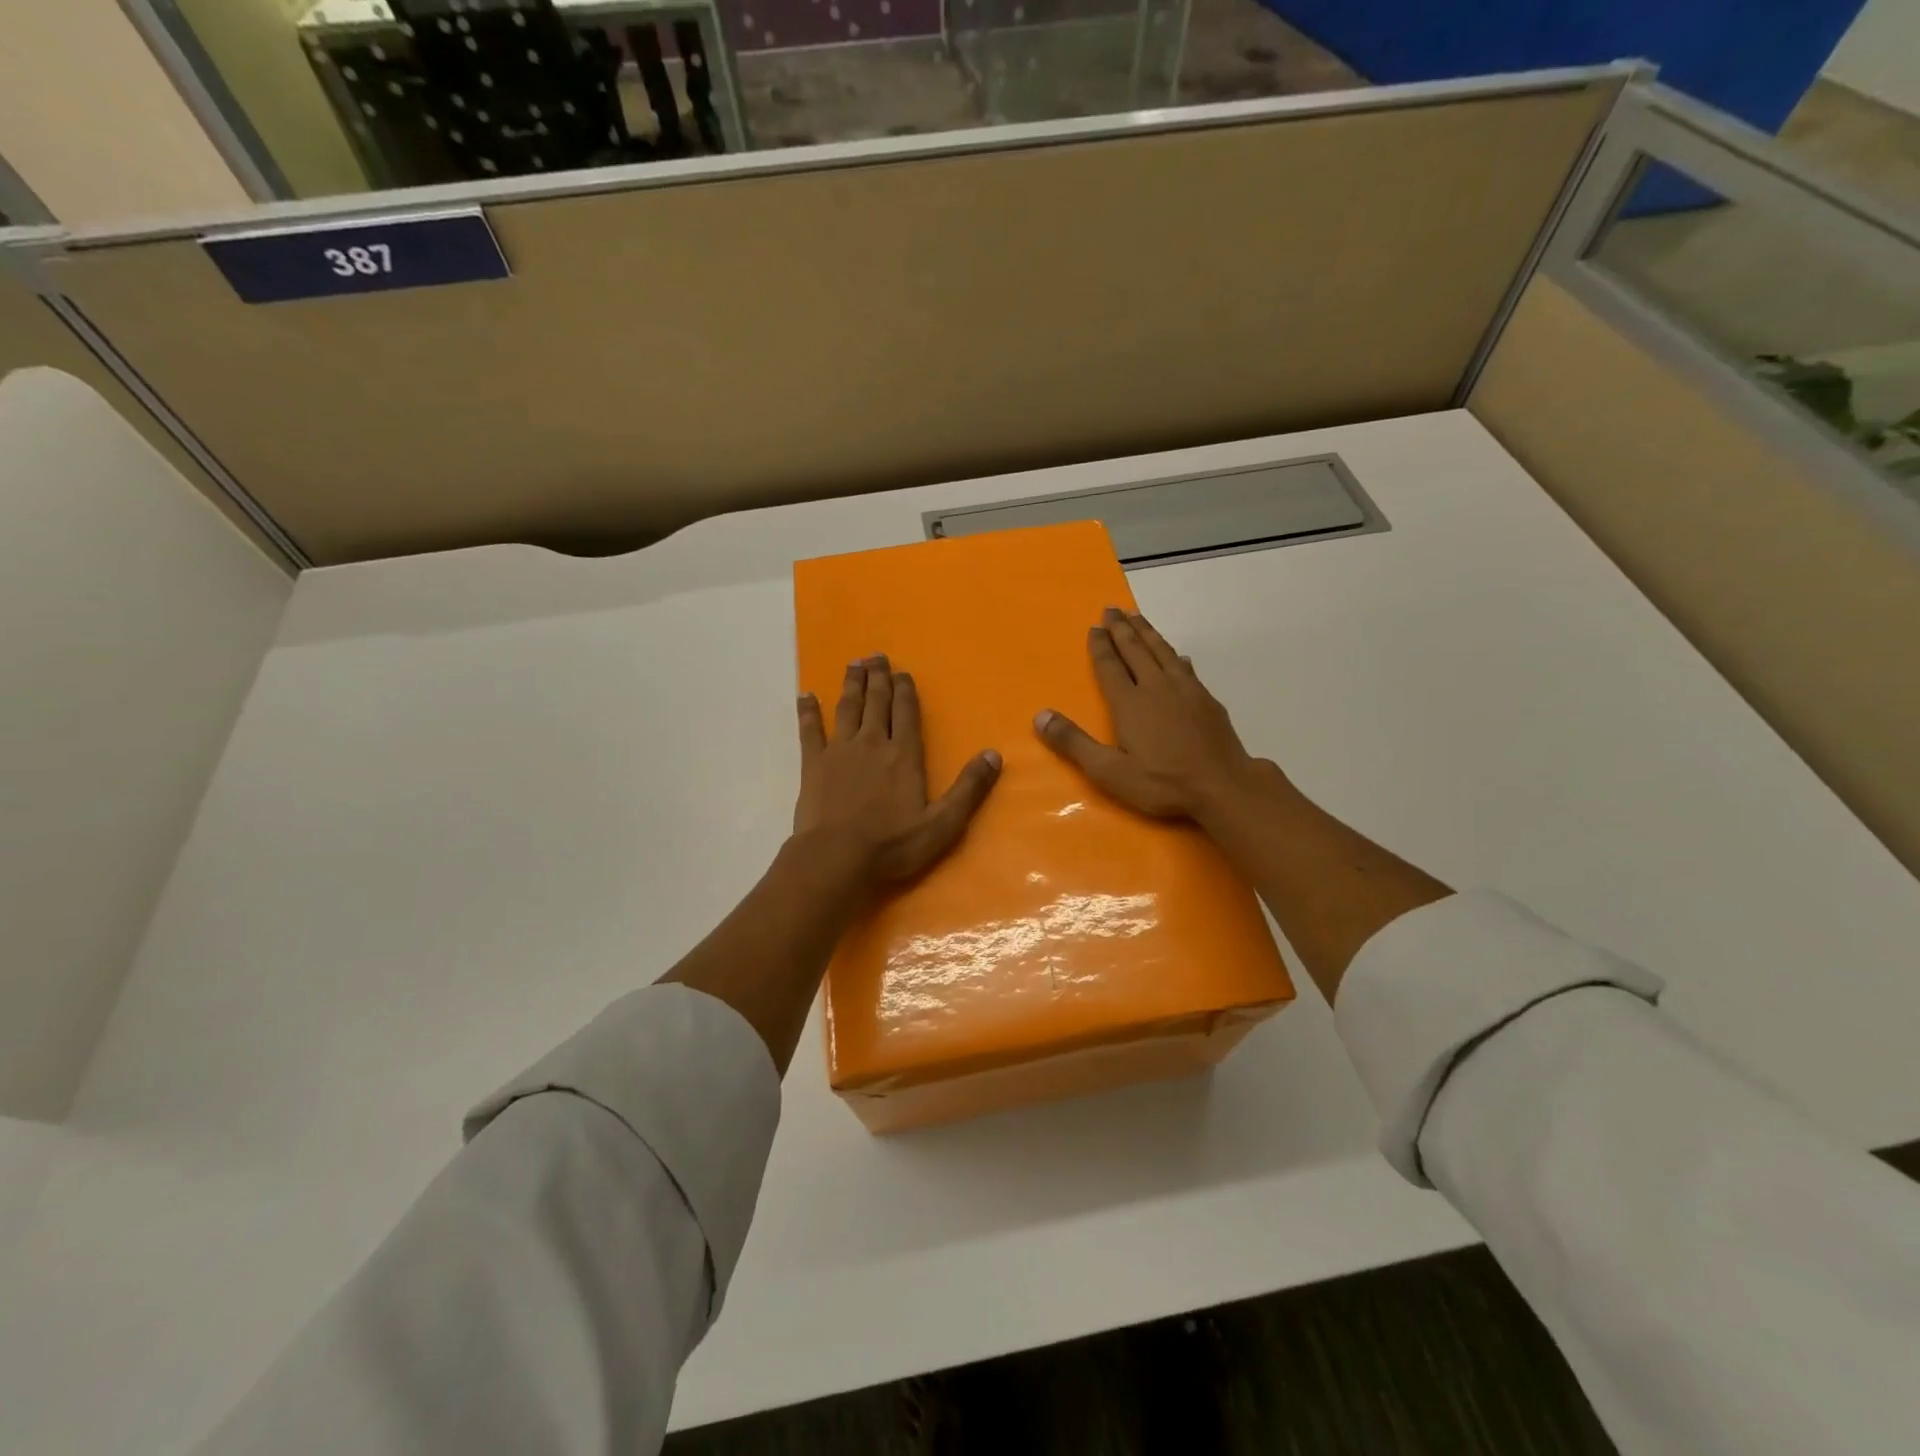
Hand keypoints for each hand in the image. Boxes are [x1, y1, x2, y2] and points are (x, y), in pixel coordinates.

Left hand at [794, 655, 1001, 887]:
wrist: (836, 857)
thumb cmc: (892, 845)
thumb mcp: (943, 824)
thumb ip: (969, 789)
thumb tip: (993, 754)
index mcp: (904, 755)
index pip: (906, 713)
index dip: (905, 690)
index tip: (902, 672)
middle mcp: (872, 743)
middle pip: (876, 702)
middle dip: (878, 678)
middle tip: (876, 656)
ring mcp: (839, 751)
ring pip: (847, 708)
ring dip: (851, 685)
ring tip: (853, 664)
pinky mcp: (813, 764)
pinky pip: (809, 730)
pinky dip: (808, 712)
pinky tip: (805, 695)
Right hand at [1035, 608, 1260, 821]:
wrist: (1223, 786)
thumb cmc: (1161, 782)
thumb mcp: (1109, 771)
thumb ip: (1074, 742)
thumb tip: (1040, 715)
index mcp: (1130, 703)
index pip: (1110, 666)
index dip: (1100, 646)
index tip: (1094, 626)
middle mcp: (1156, 687)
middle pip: (1136, 650)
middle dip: (1121, 629)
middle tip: (1111, 609)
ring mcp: (1186, 691)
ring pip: (1163, 651)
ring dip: (1148, 633)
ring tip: (1137, 617)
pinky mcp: (1207, 700)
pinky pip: (1186, 667)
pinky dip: (1176, 656)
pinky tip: (1179, 656)